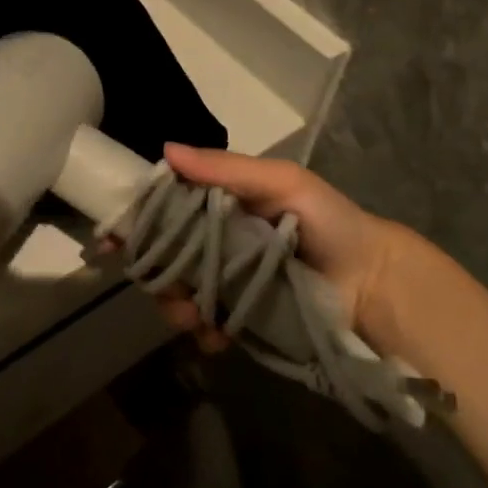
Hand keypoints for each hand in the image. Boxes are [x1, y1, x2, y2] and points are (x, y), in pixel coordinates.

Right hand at [150, 143, 433, 353]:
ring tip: (192, 316)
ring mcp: (226, 280)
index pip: (166, 206)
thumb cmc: (329, 221)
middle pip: (164, 253)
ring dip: (174, 304)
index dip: (138, 219)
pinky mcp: (240, 317)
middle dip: (155, 271)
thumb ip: (226, 168)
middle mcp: (216, 239)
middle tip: (164, 287)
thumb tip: (166, 150)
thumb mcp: (282, 182)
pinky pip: (206, 325)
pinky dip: (201, 331)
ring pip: (178, 290)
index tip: (113, 237)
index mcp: (220, 203)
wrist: (374, 283)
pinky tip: (214, 336)